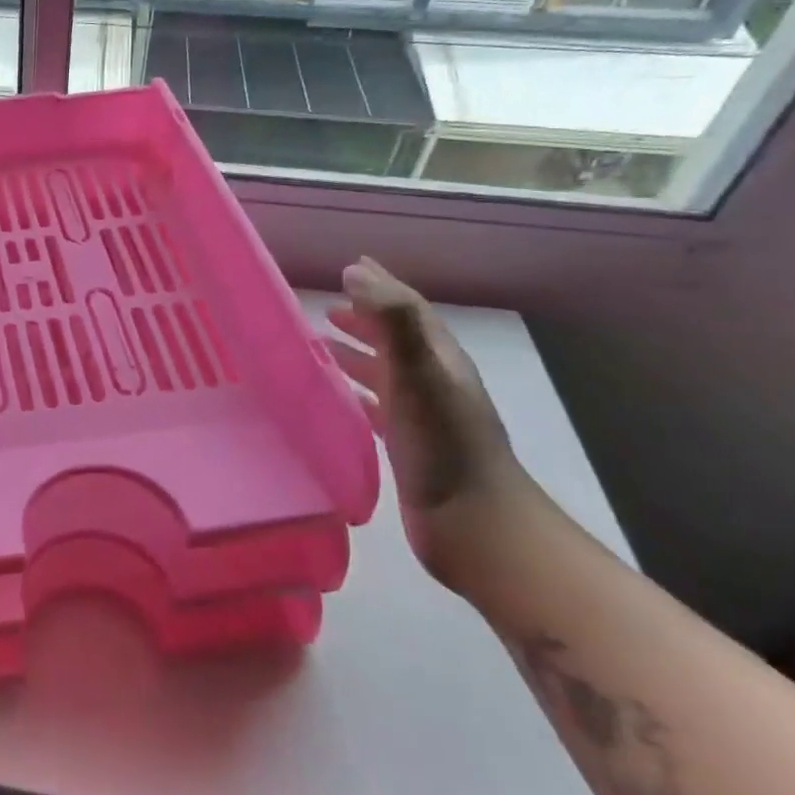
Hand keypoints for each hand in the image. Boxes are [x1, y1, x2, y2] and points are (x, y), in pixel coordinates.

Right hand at [326, 258, 537, 586]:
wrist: (474, 526)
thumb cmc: (444, 444)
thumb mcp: (418, 372)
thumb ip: (391, 319)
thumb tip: (355, 271)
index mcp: (439, 360)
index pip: (408, 309)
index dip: (380, 286)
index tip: (349, 267)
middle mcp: (432, 382)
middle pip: (395, 339)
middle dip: (364, 320)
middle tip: (327, 309)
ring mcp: (421, 417)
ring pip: (383, 373)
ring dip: (356, 356)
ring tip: (320, 347)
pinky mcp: (407, 447)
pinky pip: (375, 407)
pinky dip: (354, 393)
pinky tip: (335, 400)